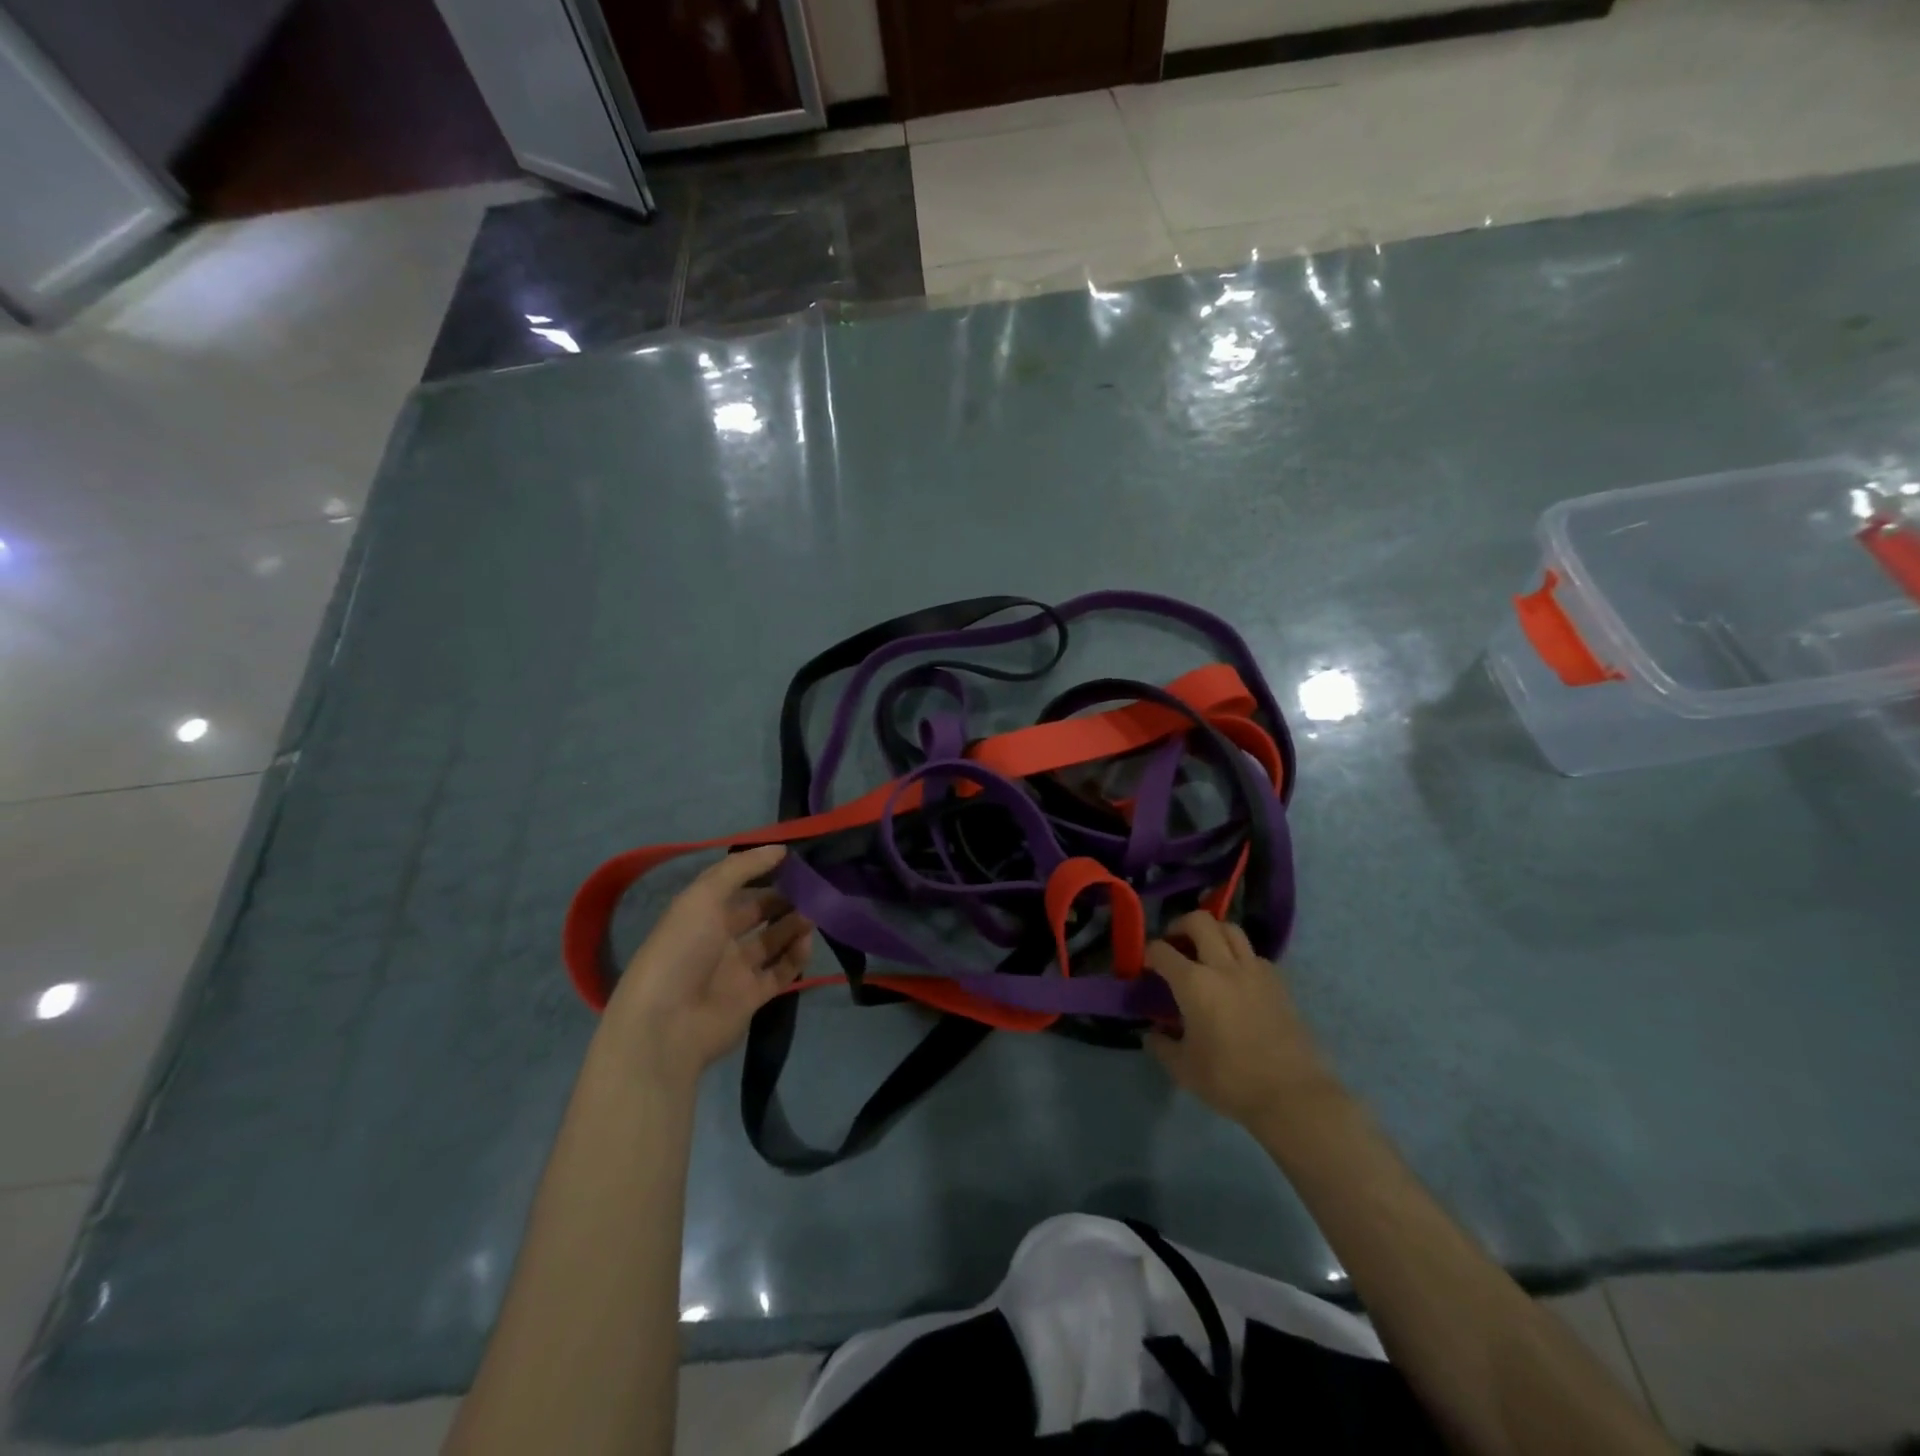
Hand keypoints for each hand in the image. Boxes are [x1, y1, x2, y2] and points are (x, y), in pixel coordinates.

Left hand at [601, 845, 812, 1088]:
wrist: (667, 1024)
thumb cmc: (682, 950)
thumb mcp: (703, 896)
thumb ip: (741, 868)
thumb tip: (779, 849)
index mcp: (701, 913)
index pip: (738, 886)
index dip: (764, 872)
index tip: (796, 860)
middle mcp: (718, 939)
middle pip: (759, 913)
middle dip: (785, 899)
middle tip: (814, 888)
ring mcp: (736, 970)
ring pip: (773, 941)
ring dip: (794, 925)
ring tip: (816, 913)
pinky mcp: (752, 997)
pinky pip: (781, 972)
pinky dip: (796, 957)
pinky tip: (807, 942)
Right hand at [1146, 911, 1340, 1127]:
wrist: (1292, 1095)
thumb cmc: (1230, 1080)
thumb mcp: (1183, 1069)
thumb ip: (1162, 1045)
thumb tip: (1153, 1033)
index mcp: (1194, 983)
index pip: (1161, 951)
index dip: (1148, 953)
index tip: (1145, 966)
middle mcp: (1223, 966)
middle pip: (1199, 921)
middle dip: (1180, 926)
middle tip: (1174, 944)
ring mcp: (1255, 971)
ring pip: (1231, 929)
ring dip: (1213, 933)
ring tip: (1206, 953)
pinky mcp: (1279, 983)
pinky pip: (1254, 954)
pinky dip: (1239, 956)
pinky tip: (1236, 979)